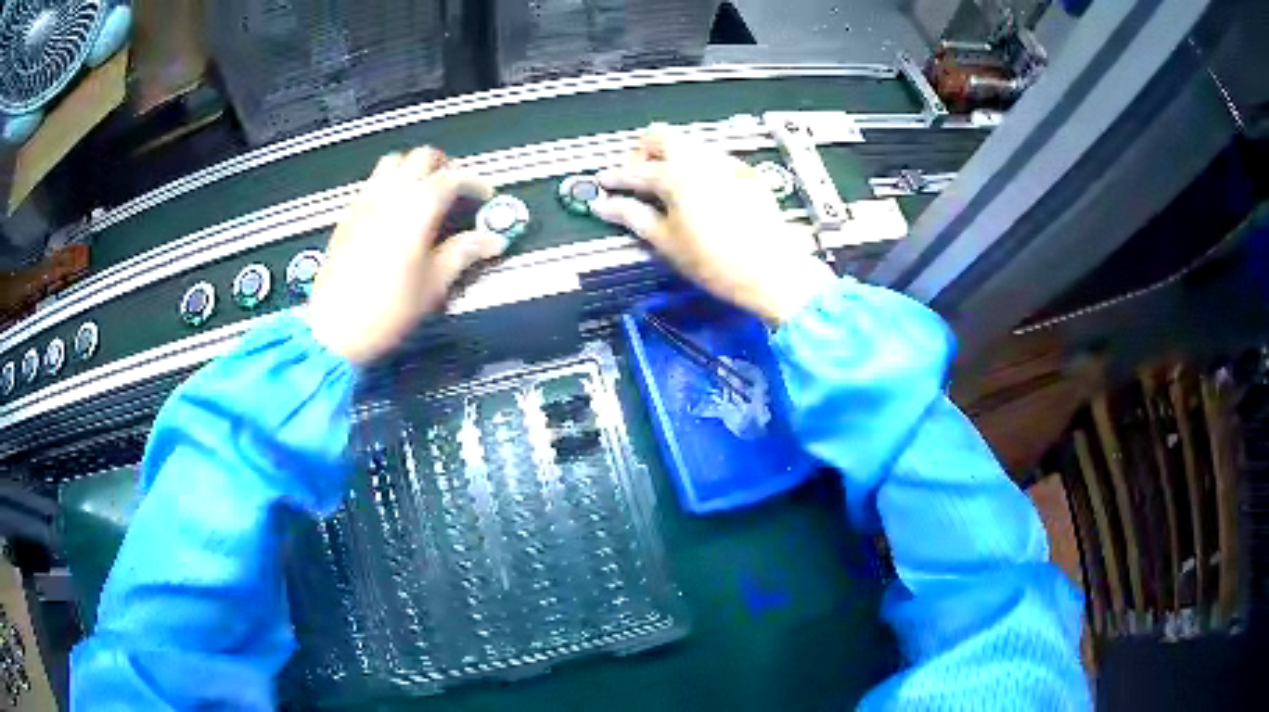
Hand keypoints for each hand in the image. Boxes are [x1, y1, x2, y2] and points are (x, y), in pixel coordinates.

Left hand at [308, 148, 507, 363]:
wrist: (335, 329)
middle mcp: (390, 194)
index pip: (453, 177)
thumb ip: (464, 253)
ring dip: (413, 168)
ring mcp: (364, 202)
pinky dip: (390, 184)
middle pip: (421, 157)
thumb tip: (492, 241)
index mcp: (417, 207)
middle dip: (444, 166)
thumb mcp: (434, 284)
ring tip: (425, 191)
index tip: (485, 197)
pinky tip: (395, 210)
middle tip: (456, 188)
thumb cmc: (387, 310)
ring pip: (393, 162)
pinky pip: (372, 183)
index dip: (474, 183)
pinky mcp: (347, 216)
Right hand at [591, 125, 836, 325]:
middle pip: (661, 136)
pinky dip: (696, 166)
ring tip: (664, 186)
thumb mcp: (667, 243)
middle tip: (636, 176)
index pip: (634, 170)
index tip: (605, 183)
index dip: (614, 178)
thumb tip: (608, 206)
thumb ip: (633, 217)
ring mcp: (727, 164)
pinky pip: (712, 157)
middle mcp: (702, 161)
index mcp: (677, 176)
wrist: (773, 271)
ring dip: (669, 156)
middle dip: (641, 152)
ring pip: (688, 143)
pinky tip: (696, 191)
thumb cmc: (720, 262)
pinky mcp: (746, 174)